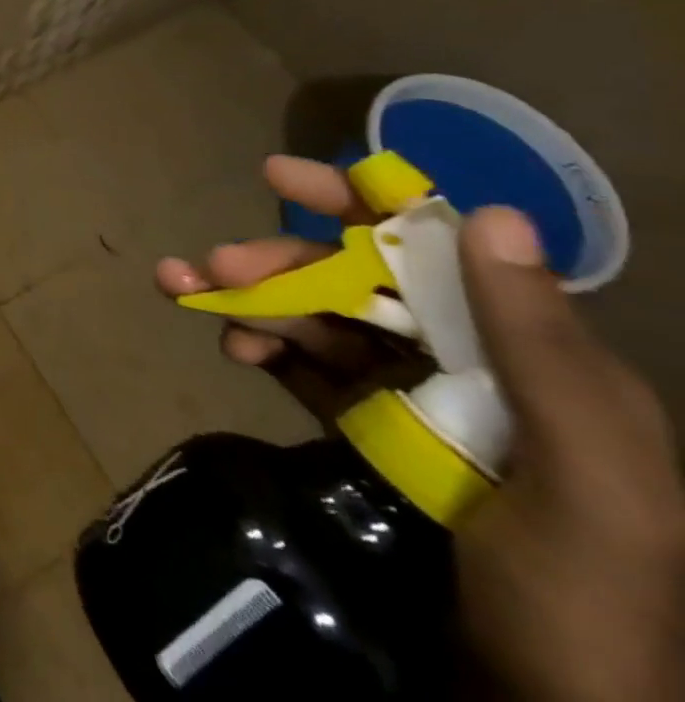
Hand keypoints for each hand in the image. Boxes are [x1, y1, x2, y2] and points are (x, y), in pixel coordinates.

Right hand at [157, 157, 684, 701]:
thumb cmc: (586, 600)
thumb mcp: (592, 482)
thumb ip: (542, 350)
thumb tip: (486, 212)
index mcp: (530, 356)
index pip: (436, 249)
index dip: (358, 202)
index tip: (278, 177)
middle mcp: (469, 361)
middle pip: (357, 281)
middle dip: (280, 263)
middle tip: (213, 264)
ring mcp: (412, 396)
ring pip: (318, 318)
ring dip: (251, 297)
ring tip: (183, 290)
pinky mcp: (367, 429)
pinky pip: (303, 365)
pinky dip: (260, 344)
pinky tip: (229, 345)